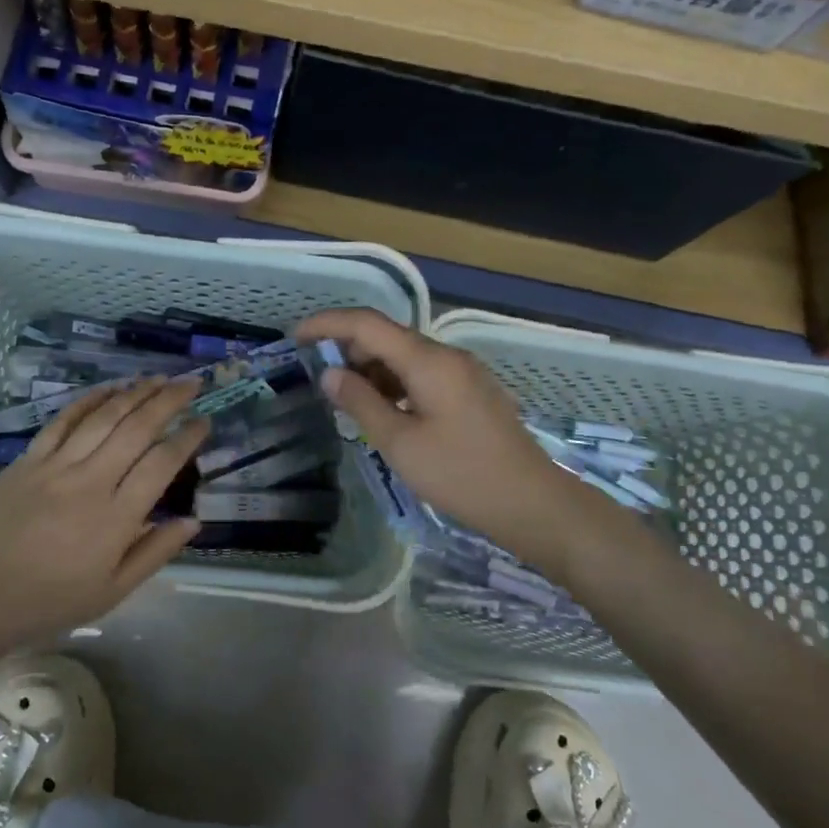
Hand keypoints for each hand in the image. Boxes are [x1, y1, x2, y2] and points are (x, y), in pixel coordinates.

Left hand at [0, 379, 208, 644]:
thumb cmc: (50, 600)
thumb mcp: (112, 591)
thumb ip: (155, 552)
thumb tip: (193, 521)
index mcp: (117, 517)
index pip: (162, 464)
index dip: (187, 438)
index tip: (205, 421)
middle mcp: (91, 481)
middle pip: (137, 429)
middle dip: (169, 400)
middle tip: (192, 383)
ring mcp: (57, 466)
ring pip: (103, 417)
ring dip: (135, 393)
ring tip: (158, 378)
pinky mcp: (29, 459)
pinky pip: (63, 420)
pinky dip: (89, 400)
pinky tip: (109, 388)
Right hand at [296, 309, 613, 571]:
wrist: (532, 503)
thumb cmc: (461, 474)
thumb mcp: (401, 443)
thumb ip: (361, 402)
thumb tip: (329, 373)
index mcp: (429, 361)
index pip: (367, 323)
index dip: (327, 324)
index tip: (296, 337)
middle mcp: (447, 356)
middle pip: (387, 336)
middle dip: (348, 350)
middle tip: (318, 379)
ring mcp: (463, 373)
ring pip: (405, 357)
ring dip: (372, 370)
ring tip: (346, 402)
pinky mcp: (471, 392)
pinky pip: (423, 375)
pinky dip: (395, 385)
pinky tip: (383, 412)